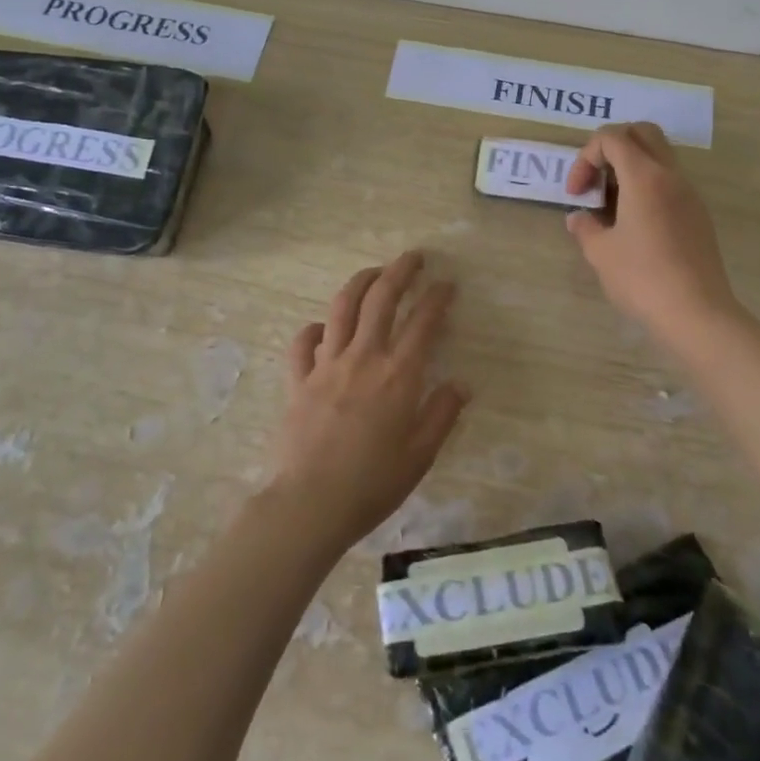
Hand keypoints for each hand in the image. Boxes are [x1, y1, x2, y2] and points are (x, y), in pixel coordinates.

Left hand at [267, 251, 467, 553]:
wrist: (310, 503)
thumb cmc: (372, 484)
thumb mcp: (420, 455)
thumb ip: (442, 414)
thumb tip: (461, 383)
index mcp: (398, 375)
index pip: (423, 322)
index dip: (438, 297)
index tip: (448, 283)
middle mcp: (363, 357)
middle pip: (382, 298)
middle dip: (400, 271)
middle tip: (414, 257)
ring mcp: (326, 365)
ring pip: (342, 307)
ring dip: (361, 282)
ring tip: (374, 272)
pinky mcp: (298, 379)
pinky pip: (303, 342)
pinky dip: (315, 328)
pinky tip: (323, 328)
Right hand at [566, 122, 740, 345]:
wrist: (697, 314)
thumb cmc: (642, 278)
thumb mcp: (600, 253)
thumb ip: (584, 227)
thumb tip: (578, 218)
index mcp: (644, 176)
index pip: (612, 137)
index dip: (586, 157)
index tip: (577, 194)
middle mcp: (671, 176)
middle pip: (642, 133)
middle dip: (611, 147)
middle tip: (596, 181)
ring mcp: (689, 195)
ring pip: (658, 156)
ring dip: (630, 167)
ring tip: (611, 205)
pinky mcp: (698, 215)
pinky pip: (669, 182)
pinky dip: (646, 187)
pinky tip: (634, 224)